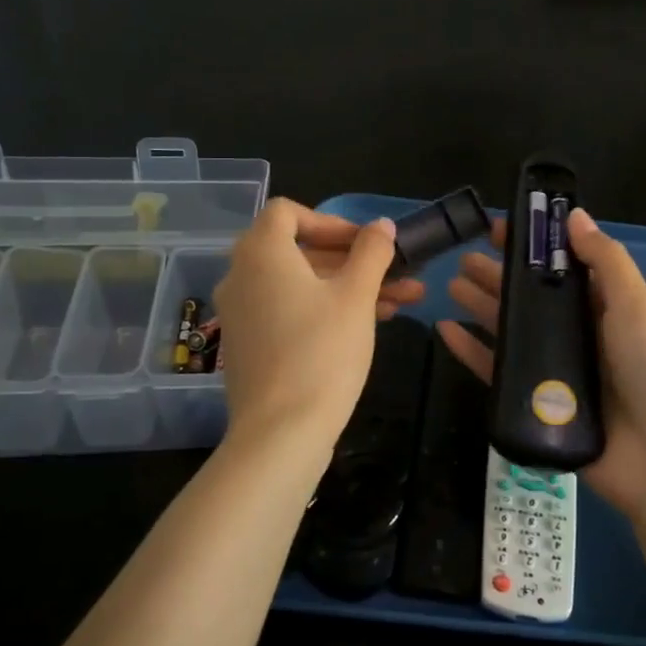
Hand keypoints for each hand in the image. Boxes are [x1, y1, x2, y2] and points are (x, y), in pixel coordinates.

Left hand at [212, 201, 406, 452]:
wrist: (281, 433)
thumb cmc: (322, 352)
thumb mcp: (356, 296)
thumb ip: (372, 253)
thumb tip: (382, 225)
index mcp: (261, 253)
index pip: (287, 212)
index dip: (331, 221)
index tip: (366, 244)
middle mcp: (242, 276)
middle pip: (299, 250)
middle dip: (354, 260)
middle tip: (397, 273)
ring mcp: (242, 313)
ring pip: (300, 285)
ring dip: (349, 286)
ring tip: (403, 302)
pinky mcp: (249, 345)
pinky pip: (288, 311)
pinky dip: (324, 309)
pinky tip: (368, 326)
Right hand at [438, 208, 645, 518]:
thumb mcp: (636, 306)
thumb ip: (606, 261)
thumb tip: (575, 215)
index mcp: (607, 308)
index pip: (563, 268)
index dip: (533, 247)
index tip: (500, 229)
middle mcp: (581, 336)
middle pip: (533, 299)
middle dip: (500, 276)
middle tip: (463, 257)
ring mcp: (558, 372)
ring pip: (512, 332)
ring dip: (483, 307)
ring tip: (451, 285)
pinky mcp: (539, 406)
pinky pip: (499, 373)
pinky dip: (473, 352)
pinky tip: (447, 332)